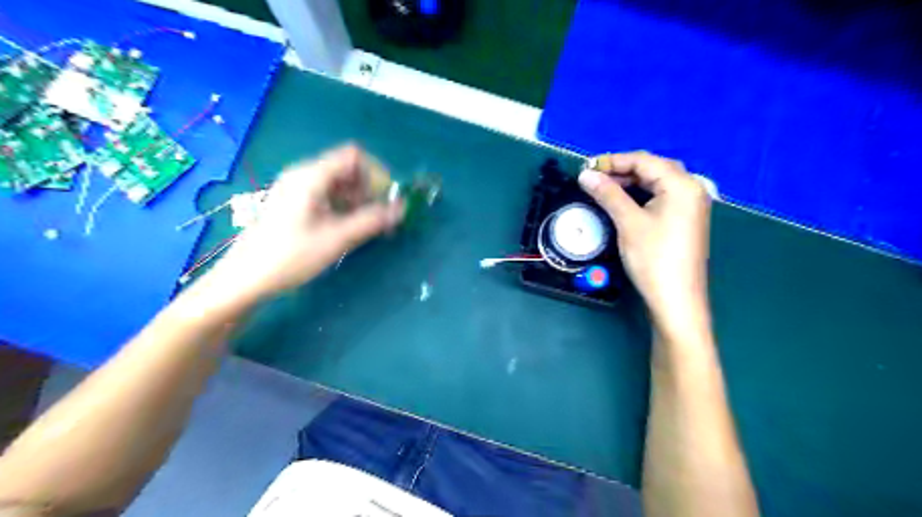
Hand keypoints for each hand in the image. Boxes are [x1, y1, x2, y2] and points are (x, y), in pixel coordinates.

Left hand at [209, 143, 404, 299]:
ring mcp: (297, 188)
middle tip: (379, 217)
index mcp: (311, 176)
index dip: (376, 173)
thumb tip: (402, 208)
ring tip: (366, 226)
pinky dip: (344, 206)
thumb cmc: (290, 256)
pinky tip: (347, 227)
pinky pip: (327, 194)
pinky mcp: (294, 202)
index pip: (353, 156)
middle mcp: (303, 174)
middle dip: (369, 188)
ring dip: (358, 199)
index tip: (387, 199)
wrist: (245, 278)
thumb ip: (372, 220)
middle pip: (347, 168)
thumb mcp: (337, 239)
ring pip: (339, 182)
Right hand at [574, 149, 712, 317]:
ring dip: (630, 183)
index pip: (644, 161)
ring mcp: (690, 205)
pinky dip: (640, 196)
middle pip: (653, 169)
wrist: (675, 299)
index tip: (587, 167)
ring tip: (604, 189)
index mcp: (682, 185)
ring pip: (657, 183)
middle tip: (594, 179)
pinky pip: (661, 197)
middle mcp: (691, 189)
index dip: (613, 161)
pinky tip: (623, 202)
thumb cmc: (653, 258)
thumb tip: (585, 174)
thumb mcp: (628, 222)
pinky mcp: (685, 220)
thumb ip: (608, 194)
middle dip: (622, 170)